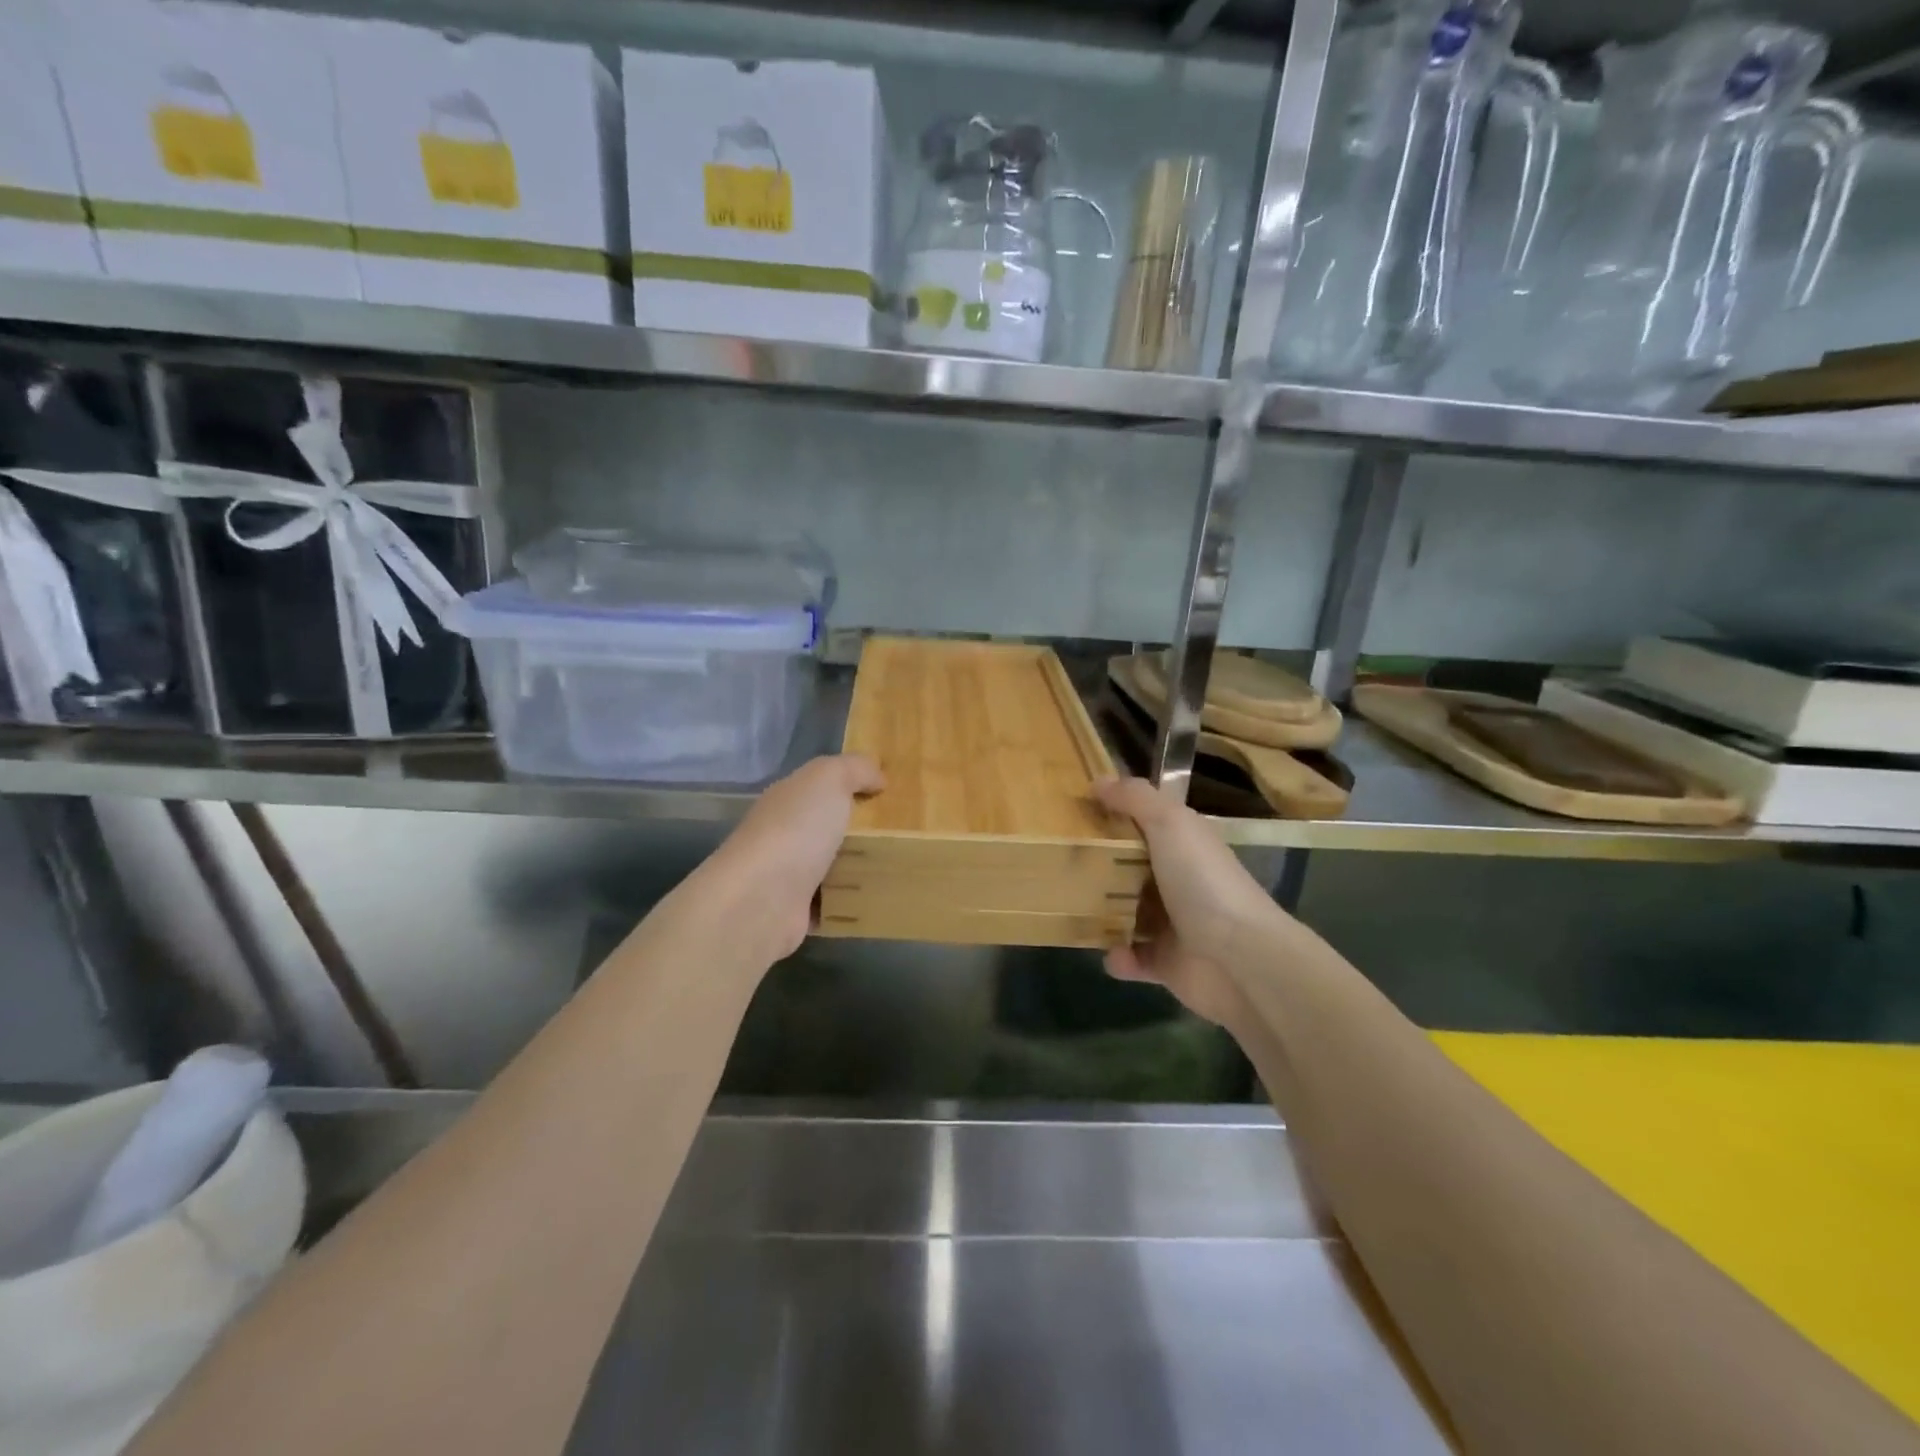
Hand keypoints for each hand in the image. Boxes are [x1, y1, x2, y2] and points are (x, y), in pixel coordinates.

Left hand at [704, 754, 884, 960]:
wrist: (762, 899)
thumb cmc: (796, 829)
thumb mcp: (829, 779)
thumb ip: (854, 768)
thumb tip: (877, 775)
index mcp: (787, 799)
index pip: (820, 787)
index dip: (852, 785)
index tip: (890, 793)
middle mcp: (783, 834)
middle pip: (827, 827)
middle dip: (860, 829)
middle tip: (905, 832)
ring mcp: (786, 876)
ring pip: (830, 866)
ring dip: (857, 868)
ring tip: (900, 867)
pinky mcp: (795, 913)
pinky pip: (832, 904)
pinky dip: (850, 903)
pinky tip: (878, 899)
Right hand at [1093, 776, 1289, 1031]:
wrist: (1240, 958)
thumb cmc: (1203, 882)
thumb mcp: (1169, 824)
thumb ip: (1134, 798)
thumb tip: (1098, 780)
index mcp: (1184, 844)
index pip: (1146, 824)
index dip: (1115, 816)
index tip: (1076, 814)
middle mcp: (1180, 881)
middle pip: (1131, 869)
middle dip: (1100, 868)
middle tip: (1064, 864)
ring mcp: (1175, 924)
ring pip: (1127, 913)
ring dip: (1103, 914)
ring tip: (1073, 909)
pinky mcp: (1168, 964)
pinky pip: (1133, 958)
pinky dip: (1119, 957)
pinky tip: (1111, 953)